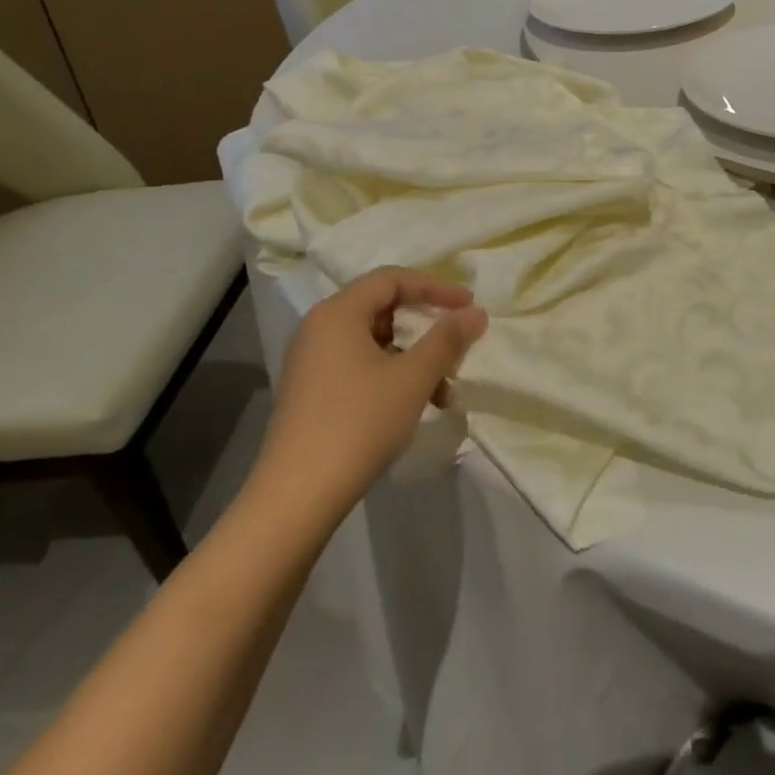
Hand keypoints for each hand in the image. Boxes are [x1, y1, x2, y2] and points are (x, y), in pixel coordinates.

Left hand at [256, 268, 487, 522]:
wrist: (298, 495)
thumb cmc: (359, 423)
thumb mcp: (413, 378)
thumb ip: (447, 339)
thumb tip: (476, 312)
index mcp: (338, 313)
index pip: (392, 279)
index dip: (435, 288)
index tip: (468, 306)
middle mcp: (319, 328)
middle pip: (383, 309)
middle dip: (425, 329)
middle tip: (456, 348)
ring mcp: (311, 362)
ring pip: (375, 343)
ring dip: (413, 360)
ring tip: (442, 393)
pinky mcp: (311, 392)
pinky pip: (360, 366)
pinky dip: (392, 377)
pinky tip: (414, 408)